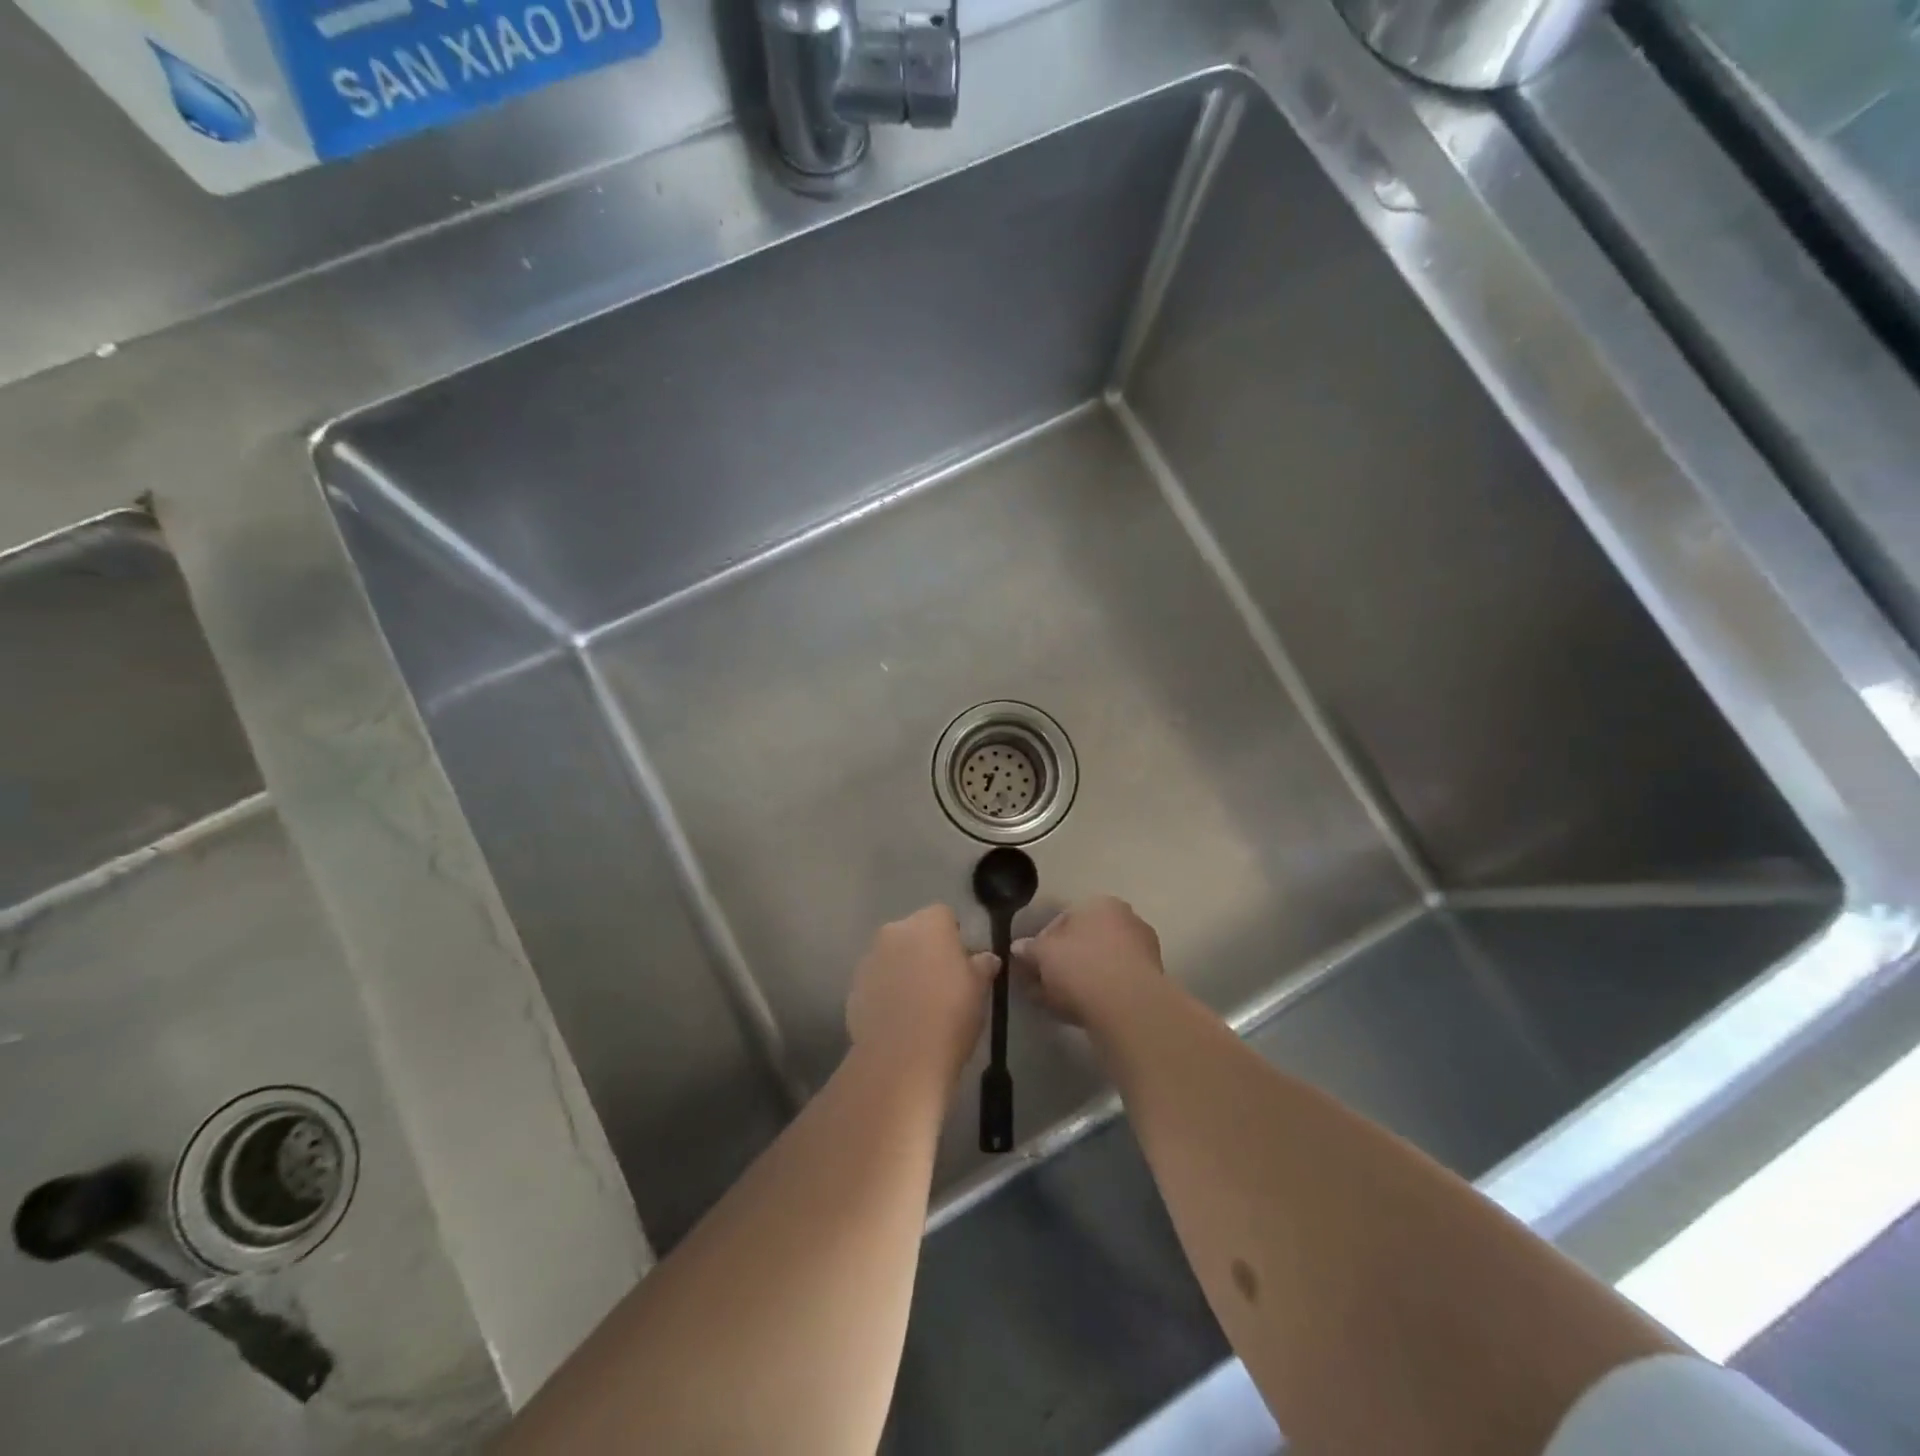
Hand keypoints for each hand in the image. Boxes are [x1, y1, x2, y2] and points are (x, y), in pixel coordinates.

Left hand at [846, 905, 999, 1089]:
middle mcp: (895, 932)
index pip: (944, 916)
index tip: (961, 962)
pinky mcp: (853, 988)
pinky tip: (898, 1020)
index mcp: (928, 924)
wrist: (901, 1059)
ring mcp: (869, 959)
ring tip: (918, 1005)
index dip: (954, 937)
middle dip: (925, 950)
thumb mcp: (980, 990)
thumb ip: (982, 966)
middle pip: (914, 933)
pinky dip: (886, 993)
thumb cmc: (950, 1014)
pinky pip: (876, 982)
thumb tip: (986, 958)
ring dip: (903, 970)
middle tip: (942, 982)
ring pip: (892, 956)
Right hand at [1013, 895, 1163, 1028]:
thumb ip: (1029, 949)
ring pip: (1098, 964)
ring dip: (1077, 980)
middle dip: (1061, 962)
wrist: (1129, 1008)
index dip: (1043, 942)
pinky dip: (1095, 994)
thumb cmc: (1081, 967)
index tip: (1032, 963)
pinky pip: (1113, 984)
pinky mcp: (1150, 983)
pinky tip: (1076, 1011)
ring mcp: (1143, 952)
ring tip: (1055, 1002)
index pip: (1064, 918)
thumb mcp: (1043, 954)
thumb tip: (1018, 947)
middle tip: (1041, 983)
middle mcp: (1127, 921)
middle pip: (1084, 941)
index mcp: (1102, 904)